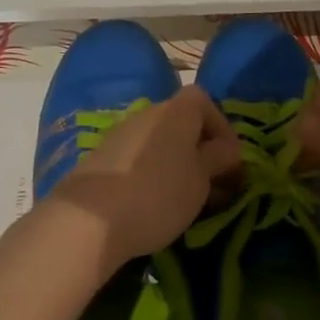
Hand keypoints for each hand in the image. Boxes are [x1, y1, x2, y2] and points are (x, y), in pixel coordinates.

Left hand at [47, 86, 240, 274]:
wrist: (89, 219)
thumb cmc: (159, 194)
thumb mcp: (201, 179)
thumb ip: (218, 158)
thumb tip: (227, 148)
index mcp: (177, 111)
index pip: (204, 100)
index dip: (221, 126)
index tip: (229, 159)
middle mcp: (148, 113)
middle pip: (181, 121)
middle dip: (199, 149)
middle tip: (212, 184)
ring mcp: (121, 133)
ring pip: (158, 141)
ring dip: (175, 163)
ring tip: (185, 199)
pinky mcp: (101, 158)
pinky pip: (137, 157)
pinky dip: (151, 173)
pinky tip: (152, 202)